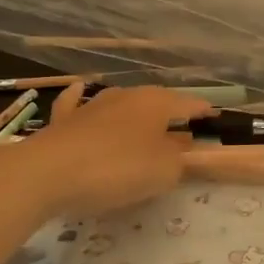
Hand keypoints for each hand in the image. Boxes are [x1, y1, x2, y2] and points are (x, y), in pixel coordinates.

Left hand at [17, 85, 211, 217]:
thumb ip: (179, 161)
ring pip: (120, 102)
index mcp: (156, 103)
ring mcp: (93, 104)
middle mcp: (127, 96)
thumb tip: (182, 152)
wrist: (48, 173)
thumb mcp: (162, 172)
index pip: (190, 104)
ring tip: (142, 126)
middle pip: (156, 102)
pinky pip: (77, 103)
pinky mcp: (64, 120)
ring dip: (133, 113)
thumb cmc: (116, 169)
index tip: (215, 120)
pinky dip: (81, 98)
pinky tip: (81, 90)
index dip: (204, 113)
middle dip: (170, 115)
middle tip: (180, 135)